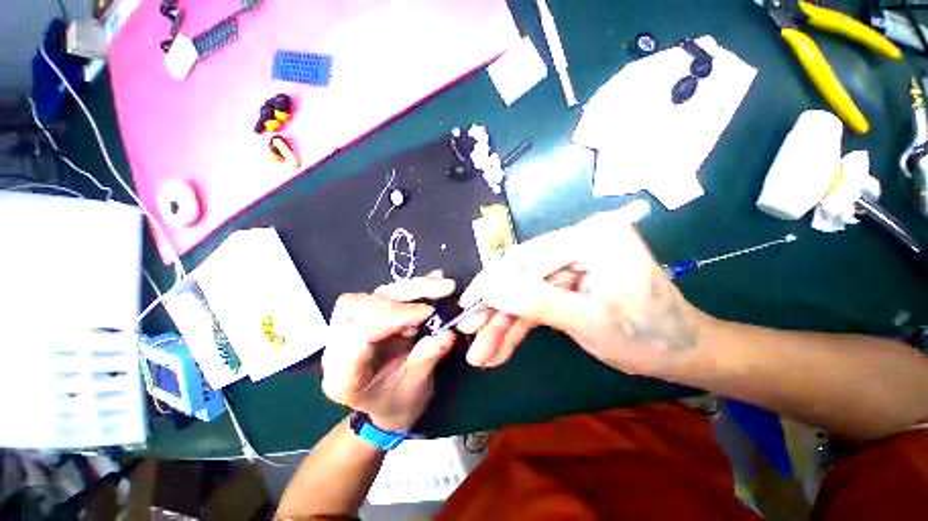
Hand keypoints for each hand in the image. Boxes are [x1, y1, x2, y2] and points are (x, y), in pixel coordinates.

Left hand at [322, 273, 456, 432]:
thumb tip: (448, 333)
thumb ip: (427, 358)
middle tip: (435, 298)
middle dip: (400, 299)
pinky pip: (383, 294)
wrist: (386, 405)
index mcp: (343, 376)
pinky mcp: (365, 315)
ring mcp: (349, 328)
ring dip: (408, 289)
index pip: (361, 333)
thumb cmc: (398, 404)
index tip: (429, 312)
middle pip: (357, 306)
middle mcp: (338, 346)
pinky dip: (409, 288)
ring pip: (370, 294)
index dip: (395, 317)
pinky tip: (432, 281)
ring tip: (439, 287)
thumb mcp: (416, 389)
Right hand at [457, 207, 702, 375]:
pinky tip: (502, 348)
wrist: (683, 353)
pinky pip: (536, 304)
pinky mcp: (568, 285)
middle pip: (522, 277)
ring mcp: (571, 266)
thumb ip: (537, 302)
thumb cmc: (649, 335)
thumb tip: (491, 289)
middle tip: (472, 336)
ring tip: (483, 353)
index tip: (468, 306)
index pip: (527, 257)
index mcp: (590, 238)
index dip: (493, 283)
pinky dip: (519, 327)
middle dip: (497, 311)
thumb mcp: (589, 321)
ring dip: (504, 325)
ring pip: (525, 294)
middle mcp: (577, 245)